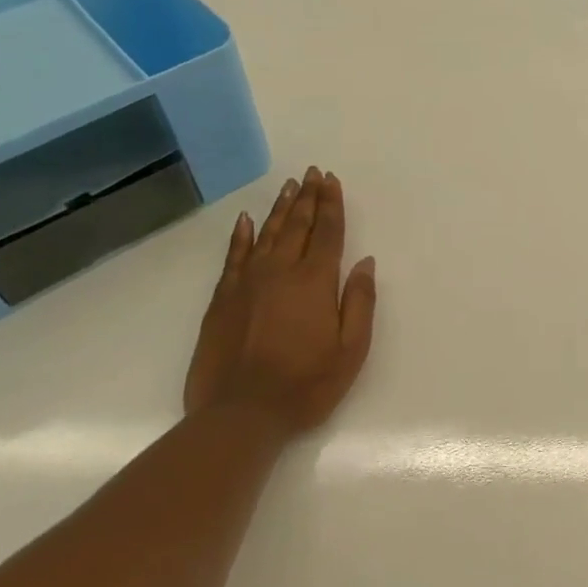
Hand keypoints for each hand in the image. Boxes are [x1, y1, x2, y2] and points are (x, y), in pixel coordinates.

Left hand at [184, 167, 376, 434]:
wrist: (240, 413)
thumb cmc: (306, 384)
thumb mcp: (351, 349)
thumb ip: (359, 302)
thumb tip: (364, 262)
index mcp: (315, 282)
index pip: (327, 233)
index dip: (332, 205)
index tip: (332, 180)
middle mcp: (280, 272)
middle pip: (297, 226)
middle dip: (308, 198)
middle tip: (313, 173)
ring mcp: (247, 283)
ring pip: (266, 234)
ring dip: (280, 209)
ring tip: (290, 187)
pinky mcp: (222, 299)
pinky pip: (233, 256)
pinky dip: (240, 235)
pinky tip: (245, 220)